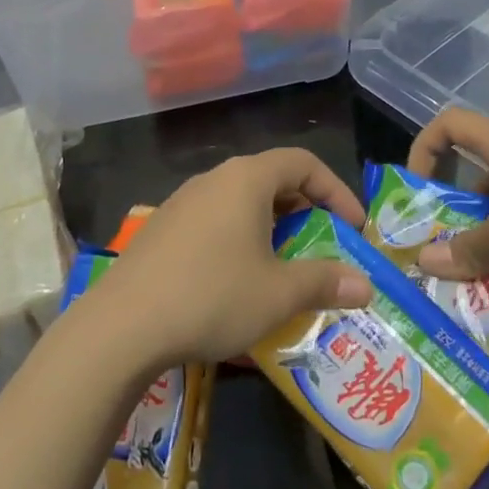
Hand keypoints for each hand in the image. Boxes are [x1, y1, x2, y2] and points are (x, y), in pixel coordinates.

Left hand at [93, 149, 373, 366]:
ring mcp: (182, 202)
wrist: (123, 325)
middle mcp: (213, 179)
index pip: (303, 163)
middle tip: (323, 246)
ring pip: (241, 202)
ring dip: (271, 227)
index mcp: (246, 179)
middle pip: (271, 179)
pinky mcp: (162, 229)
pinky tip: (238, 279)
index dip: (336, 190)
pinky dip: (240, 238)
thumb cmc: (212, 296)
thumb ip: (324, 283)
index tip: (354, 228)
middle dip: (305, 210)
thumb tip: (365, 286)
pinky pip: (214, 221)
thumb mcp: (278, 294)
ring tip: (284, 265)